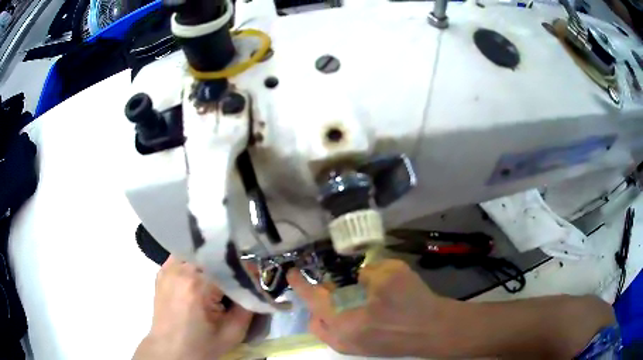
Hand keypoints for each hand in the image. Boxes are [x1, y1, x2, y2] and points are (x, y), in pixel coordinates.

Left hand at [133, 256, 253, 359]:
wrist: (171, 350)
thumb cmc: (202, 346)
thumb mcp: (233, 332)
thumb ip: (248, 306)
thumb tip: (257, 284)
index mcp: (198, 284)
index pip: (228, 264)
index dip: (244, 269)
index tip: (255, 275)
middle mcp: (180, 269)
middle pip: (212, 255)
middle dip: (227, 264)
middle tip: (239, 277)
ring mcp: (168, 268)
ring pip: (197, 252)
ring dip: (211, 261)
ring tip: (220, 275)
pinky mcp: (162, 272)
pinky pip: (183, 257)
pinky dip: (195, 262)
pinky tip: (201, 275)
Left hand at [287, 259, 456, 357]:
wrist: (435, 330)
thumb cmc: (412, 302)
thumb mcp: (390, 273)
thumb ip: (366, 271)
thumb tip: (358, 276)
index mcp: (343, 319)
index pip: (311, 298)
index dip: (299, 283)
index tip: (292, 271)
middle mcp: (340, 338)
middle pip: (314, 319)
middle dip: (316, 301)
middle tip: (331, 285)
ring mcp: (351, 348)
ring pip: (326, 329)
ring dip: (328, 313)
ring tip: (346, 298)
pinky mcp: (362, 351)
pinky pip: (339, 335)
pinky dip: (340, 321)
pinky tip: (361, 310)